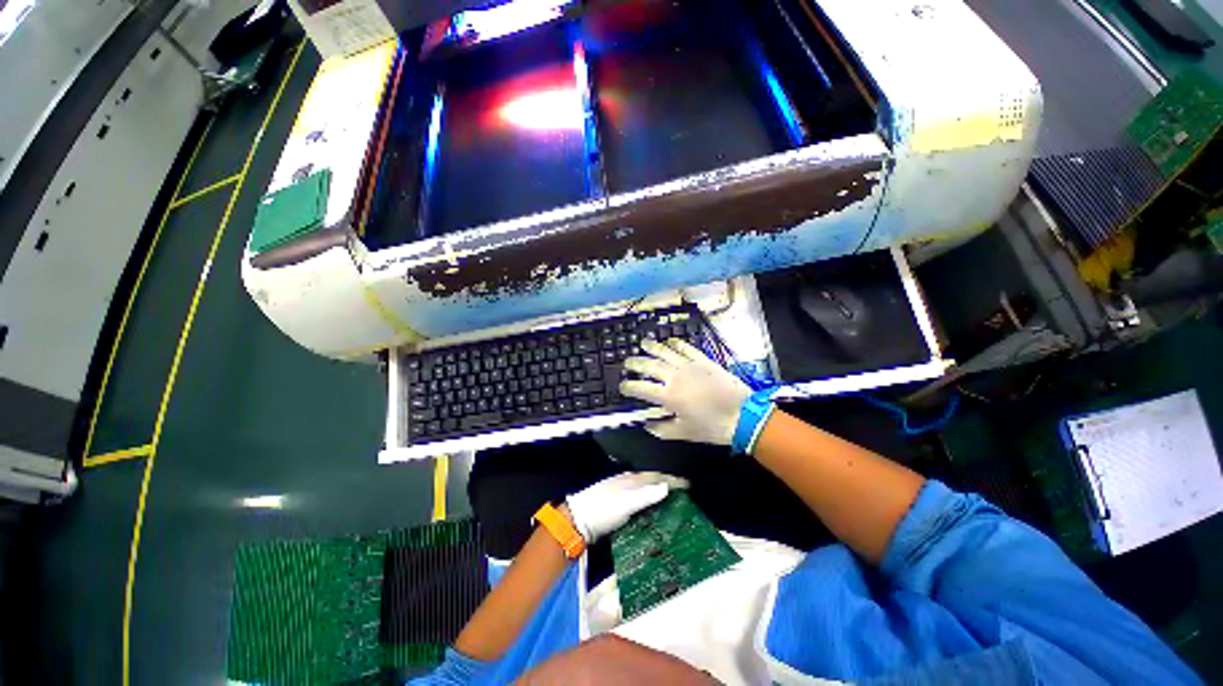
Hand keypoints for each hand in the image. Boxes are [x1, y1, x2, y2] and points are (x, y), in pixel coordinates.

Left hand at [565, 472, 688, 543]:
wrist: (577, 520)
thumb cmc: (602, 510)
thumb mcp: (625, 504)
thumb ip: (645, 495)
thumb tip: (667, 487)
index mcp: (631, 479)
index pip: (657, 476)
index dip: (673, 480)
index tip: (689, 485)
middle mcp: (628, 482)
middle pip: (652, 481)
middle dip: (668, 485)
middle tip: (684, 495)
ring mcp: (622, 492)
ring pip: (646, 490)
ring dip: (659, 494)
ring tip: (673, 503)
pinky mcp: (618, 504)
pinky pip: (640, 499)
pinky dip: (649, 503)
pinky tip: (653, 512)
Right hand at [620, 339, 750, 445]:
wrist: (743, 415)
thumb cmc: (712, 427)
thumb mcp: (684, 433)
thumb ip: (662, 429)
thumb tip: (647, 425)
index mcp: (668, 396)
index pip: (641, 388)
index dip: (628, 386)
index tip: (622, 386)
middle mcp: (675, 377)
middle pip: (649, 366)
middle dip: (635, 363)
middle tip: (627, 362)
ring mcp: (689, 365)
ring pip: (665, 352)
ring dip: (652, 347)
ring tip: (643, 343)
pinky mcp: (703, 360)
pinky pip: (686, 348)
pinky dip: (677, 343)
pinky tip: (670, 341)